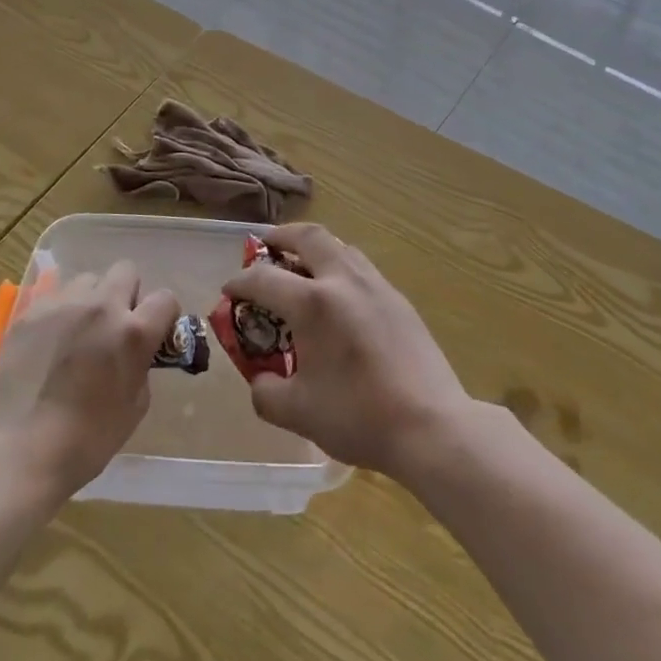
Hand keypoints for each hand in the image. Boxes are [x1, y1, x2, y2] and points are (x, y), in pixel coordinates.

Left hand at [0, 262, 180, 506]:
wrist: (16, 453)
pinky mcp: (29, 312)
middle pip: (126, 271)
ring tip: (78, 333)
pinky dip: (60, 313)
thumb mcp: (134, 408)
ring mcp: (62, 304)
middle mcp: (101, 306)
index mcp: (133, 332)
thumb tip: (136, 354)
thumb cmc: (85, 442)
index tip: (155, 334)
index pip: (165, 299)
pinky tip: (49, 343)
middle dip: (127, 295)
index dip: (164, 316)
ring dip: (92, 300)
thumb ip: (140, 367)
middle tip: (115, 327)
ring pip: (88, 280)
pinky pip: (55, 297)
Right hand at [221, 224, 472, 481]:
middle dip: (280, 237)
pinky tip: (337, 295)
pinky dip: (338, 266)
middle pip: (307, 236)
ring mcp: (375, 285)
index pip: (263, 278)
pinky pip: (360, 266)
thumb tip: (260, 378)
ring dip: (313, 248)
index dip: (239, 282)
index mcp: (313, 303)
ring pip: (339, 246)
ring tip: (300, 267)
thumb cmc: (359, 418)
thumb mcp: (298, 413)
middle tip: (265, 247)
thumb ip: (266, 392)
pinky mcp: (397, 298)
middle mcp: (343, 280)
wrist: (431, 424)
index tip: (229, 291)